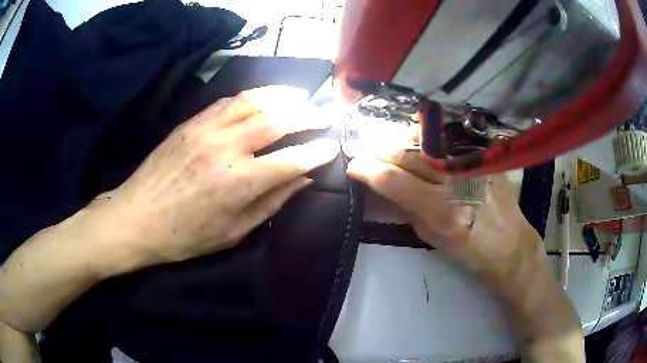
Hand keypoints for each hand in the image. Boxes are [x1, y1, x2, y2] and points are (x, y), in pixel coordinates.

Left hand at [90, 86, 339, 268]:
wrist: (137, 218)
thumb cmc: (185, 236)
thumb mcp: (234, 231)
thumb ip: (271, 202)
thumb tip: (303, 179)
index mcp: (239, 183)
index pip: (292, 160)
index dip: (318, 151)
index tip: (333, 145)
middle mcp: (226, 148)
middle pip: (277, 119)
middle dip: (307, 114)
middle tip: (322, 114)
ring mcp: (206, 129)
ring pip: (254, 100)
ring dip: (282, 95)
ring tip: (299, 97)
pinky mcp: (191, 122)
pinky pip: (228, 101)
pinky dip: (252, 96)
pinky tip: (262, 99)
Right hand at [346, 147, 585, 361]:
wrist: (510, 245)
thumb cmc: (469, 251)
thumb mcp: (432, 237)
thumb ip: (407, 207)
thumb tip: (383, 184)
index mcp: (442, 210)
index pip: (393, 180)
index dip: (367, 169)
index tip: (353, 165)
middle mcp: (456, 180)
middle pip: (406, 154)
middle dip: (377, 149)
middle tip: (358, 147)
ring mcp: (472, 163)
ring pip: (424, 141)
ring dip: (397, 139)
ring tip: (381, 141)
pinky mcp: (483, 156)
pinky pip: (446, 139)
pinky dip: (424, 137)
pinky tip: (412, 137)